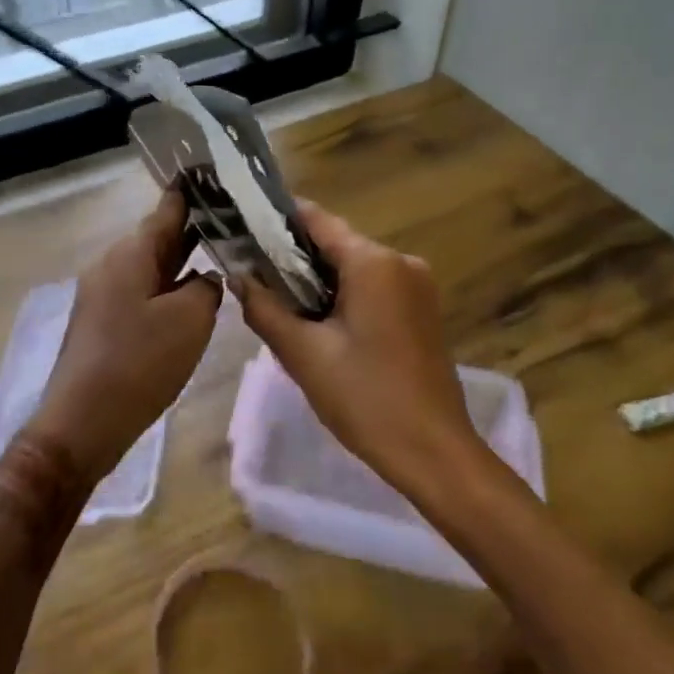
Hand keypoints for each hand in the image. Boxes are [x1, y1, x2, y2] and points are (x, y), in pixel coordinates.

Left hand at [30, 188, 221, 480]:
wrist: (82, 423)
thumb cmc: (139, 363)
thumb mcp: (190, 320)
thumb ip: (206, 287)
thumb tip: (203, 279)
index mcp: (131, 253)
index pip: (167, 208)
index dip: (194, 192)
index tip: (217, 176)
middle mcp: (113, 263)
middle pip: (159, 236)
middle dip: (194, 228)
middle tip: (234, 220)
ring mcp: (104, 292)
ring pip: (151, 265)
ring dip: (182, 261)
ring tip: (221, 255)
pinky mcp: (103, 320)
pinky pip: (142, 291)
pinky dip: (168, 288)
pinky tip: (191, 300)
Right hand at [235, 202, 481, 496]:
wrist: (435, 454)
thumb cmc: (366, 399)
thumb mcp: (304, 354)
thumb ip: (265, 308)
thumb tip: (238, 277)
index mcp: (373, 262)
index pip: (316, 219)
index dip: (277, 220)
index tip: (244, 227)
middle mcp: (400, 261)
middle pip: (336, 243)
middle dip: (294, 257)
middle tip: (254, 275)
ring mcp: (417, 285)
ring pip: (354, 266)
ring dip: (318, 279)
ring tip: (279, 301)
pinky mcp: (422, 309)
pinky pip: (374, 286)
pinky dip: (344, 295)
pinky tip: (319, 322)